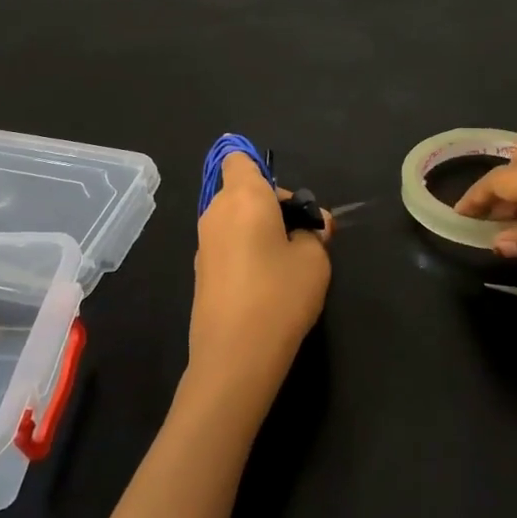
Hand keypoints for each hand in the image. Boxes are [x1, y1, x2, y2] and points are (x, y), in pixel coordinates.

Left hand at [188, 152, 330, 412]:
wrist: (234, 358)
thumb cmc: (280, 295)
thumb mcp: (315, 259)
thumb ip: (315, 233)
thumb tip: (311, 225)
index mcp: (243, 197)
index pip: (239, 159)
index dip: (262, 170)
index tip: (287, 200)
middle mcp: (216, 213)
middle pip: (242, 192)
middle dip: (271, 206)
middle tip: (302, 237)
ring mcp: (204, 245)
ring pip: (234, 221)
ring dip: (258, 231)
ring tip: (288, 264)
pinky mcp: (201, 273)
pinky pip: (227, 246)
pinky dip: (245, 254)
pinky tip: (266, 286)